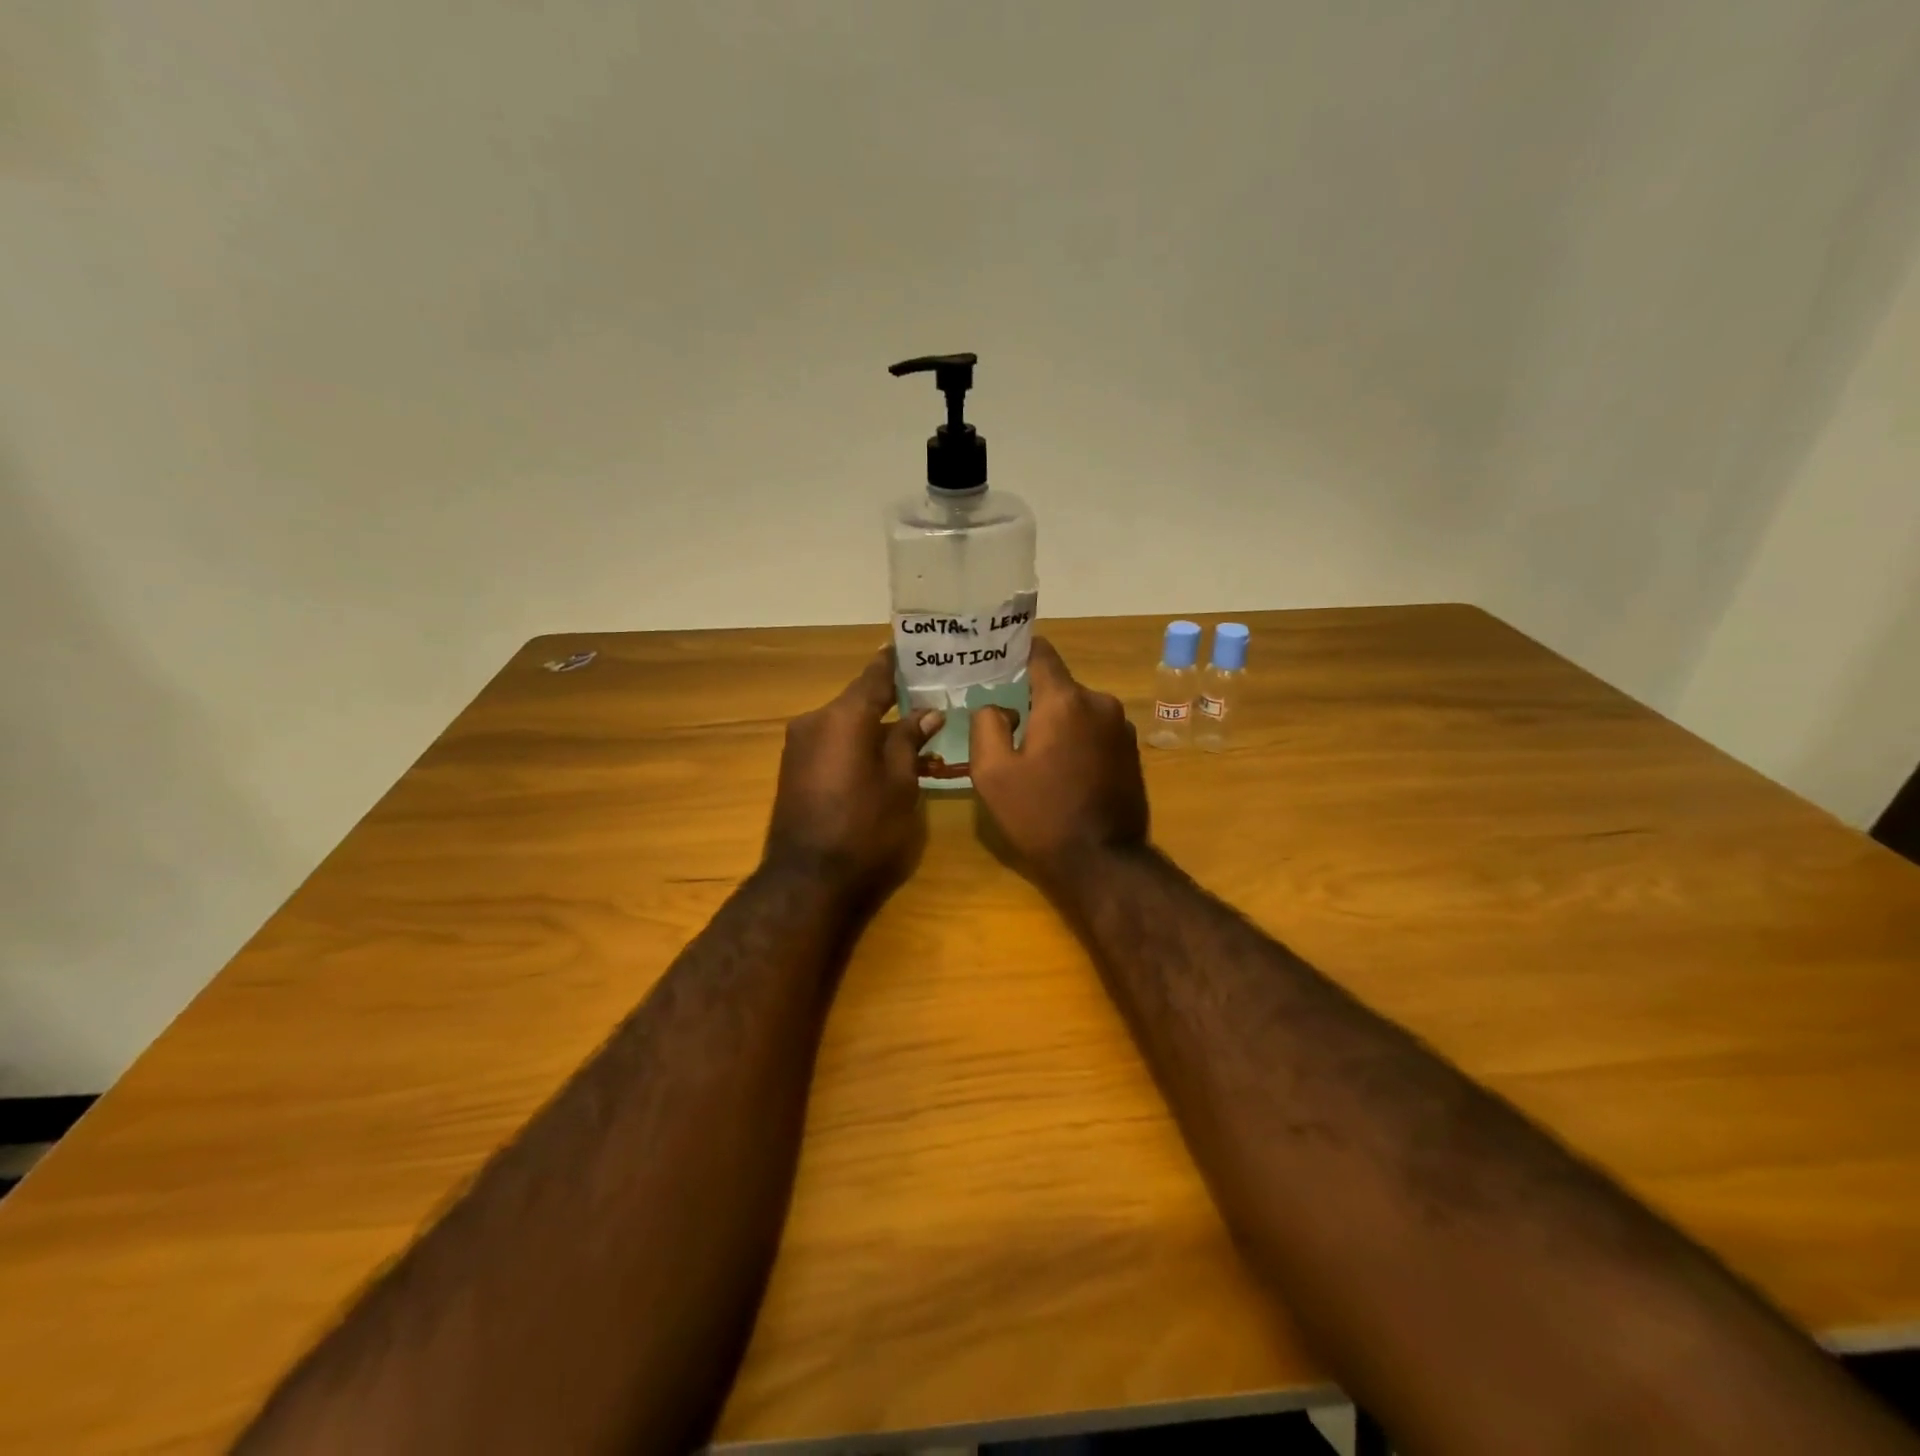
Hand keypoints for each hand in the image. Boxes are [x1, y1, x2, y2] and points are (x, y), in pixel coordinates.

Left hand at [765, 649, 941, 905]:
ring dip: (873, 726)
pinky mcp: (793, 768)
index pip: (874, 675)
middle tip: (926, 699)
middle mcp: (815, 720)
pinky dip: (855, 743)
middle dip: (891, 701)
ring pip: (845, 723)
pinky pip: (831, 742)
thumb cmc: (865, 829)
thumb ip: (910, 741)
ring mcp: (799, 745)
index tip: (915, 647)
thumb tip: (927, 712)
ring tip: (910, 733)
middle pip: (859, 701)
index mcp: (844, 716)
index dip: (896, 661)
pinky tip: (879, 757)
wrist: (807, 880)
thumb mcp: (900, 783)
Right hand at [970, 638, 1148, 891]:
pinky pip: (1096, 731)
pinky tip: (1065, 770)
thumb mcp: (992, 773)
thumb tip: (999, 707)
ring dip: (1058, 723)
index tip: (998, 662)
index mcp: (1064, 701)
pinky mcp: (1132, 751)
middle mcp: (1100, 703)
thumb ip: (986, 725)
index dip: (1017, 652)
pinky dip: (1078, 739)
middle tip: (1009, 726)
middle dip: (1034, 701)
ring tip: (1037, 755)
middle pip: (1058, 687)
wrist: (1102, 861)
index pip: (1041, 653)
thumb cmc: (1040, 814)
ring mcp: (1121, 727)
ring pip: (1078, 710)